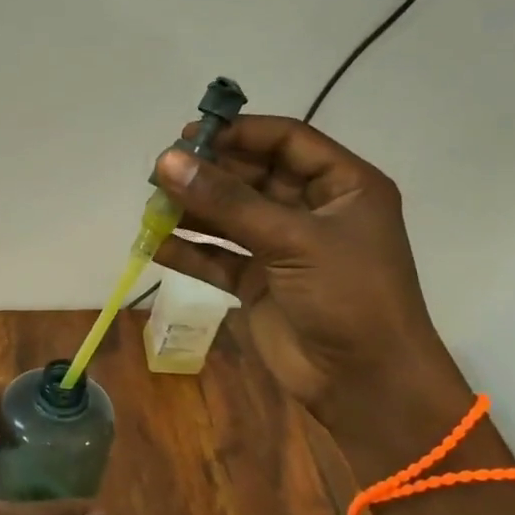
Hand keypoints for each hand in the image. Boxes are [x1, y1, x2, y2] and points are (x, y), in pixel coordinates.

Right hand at [151, 116, 473, 469]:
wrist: (364, 381)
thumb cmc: (347, 296)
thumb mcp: (292, 239)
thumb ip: (227, 201)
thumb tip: (167, 162)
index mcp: (342, 186)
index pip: (286, 142)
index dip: (239, 134)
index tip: (189, 136)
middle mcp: (311, 211)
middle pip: (251, 178)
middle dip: (208, 174)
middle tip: (159, 172)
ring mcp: (282, 248)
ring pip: (230, 218)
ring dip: (192, 211)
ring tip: (150, 207)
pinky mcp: (258, 283)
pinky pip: (217, 258)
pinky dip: (189, 252)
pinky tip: (156, 245)